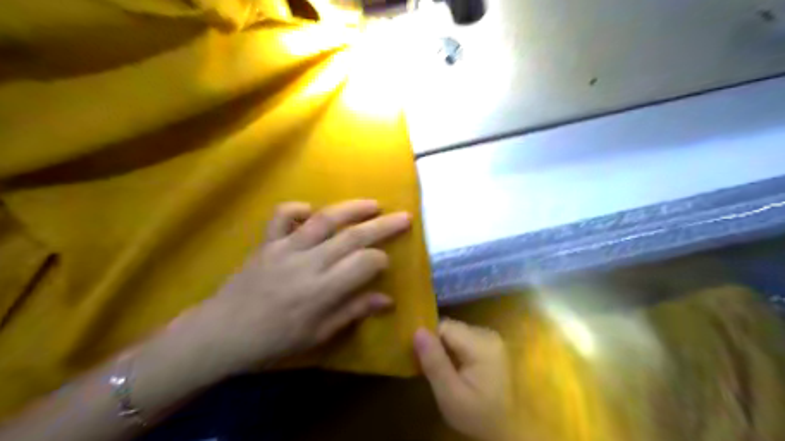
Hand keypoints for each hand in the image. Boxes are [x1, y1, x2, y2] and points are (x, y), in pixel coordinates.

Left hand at [179, 200, 411, 374]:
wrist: (221, 334)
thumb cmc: (273, 341)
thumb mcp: (317, 335)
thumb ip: (352, 312)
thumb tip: (387, 300)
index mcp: (322, 291)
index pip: (364, 264)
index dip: (381, 260)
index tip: (386, 262)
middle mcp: (308, 263)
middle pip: (353, 237)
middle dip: (383, 225)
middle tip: (404, 216)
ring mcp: (286, 248)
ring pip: (324, 220)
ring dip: (352, 208)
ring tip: (373, 203)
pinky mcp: (267, 242)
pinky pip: (281, 216)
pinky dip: (297, 209)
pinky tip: (311, 212)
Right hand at [413, 320, 513, 440]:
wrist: (506, 431)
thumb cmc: (477, 415)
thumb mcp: (450, 395)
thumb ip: (434, 362)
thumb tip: (418, 330)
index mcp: (481, 343)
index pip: (444, 327)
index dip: (429, 342)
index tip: (423, 362)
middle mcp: (488, 334)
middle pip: (451, 329)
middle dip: (438, 346)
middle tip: (435, 371)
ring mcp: (492, 338)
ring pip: (456, 333)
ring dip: (446, 349)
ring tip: (445, 372)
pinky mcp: (492, 345)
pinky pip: (465, 340)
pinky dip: (456, 352)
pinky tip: (457, 371)